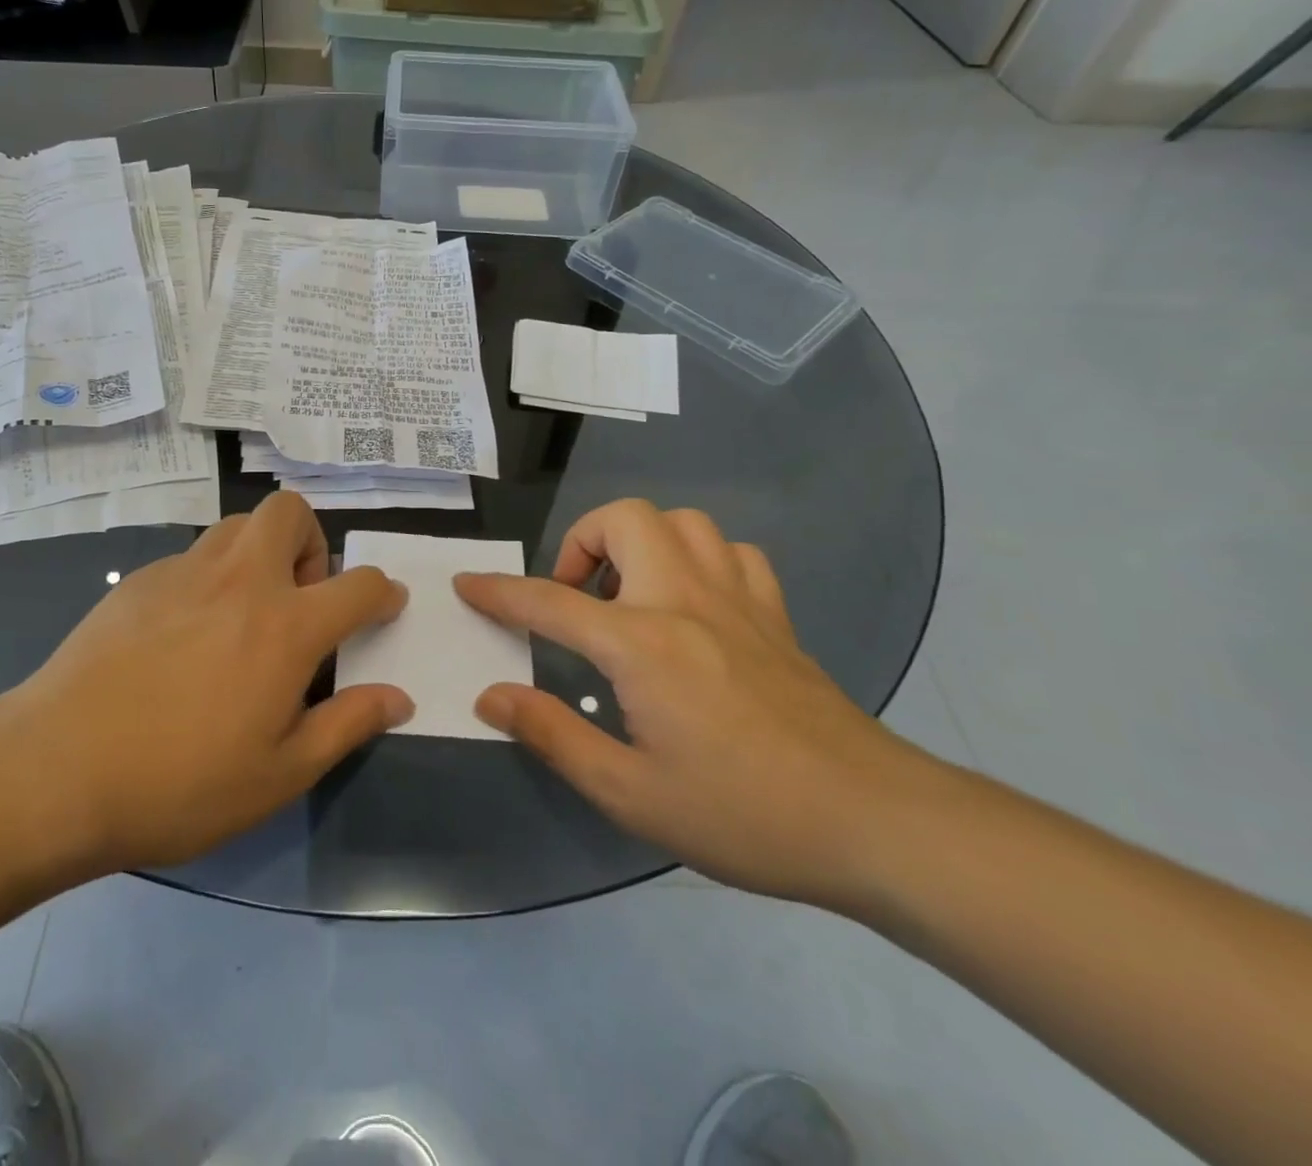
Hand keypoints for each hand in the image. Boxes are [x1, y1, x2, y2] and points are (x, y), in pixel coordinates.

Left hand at [0, 492, 412, 873]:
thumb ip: (347, 725)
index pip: (360, 584)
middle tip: (299, 598)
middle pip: (290, 511)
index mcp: (287, 625)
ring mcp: (184, 572)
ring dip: (259, 551)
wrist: (57, 770)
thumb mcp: (280, 773)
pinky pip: (192, 556)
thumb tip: (399, 699)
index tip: (384, 606)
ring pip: (237, 524)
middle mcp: (241, 580)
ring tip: (244, 612)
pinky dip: (209, 577)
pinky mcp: (139, 580)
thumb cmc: (181, 783)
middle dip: (311, 541)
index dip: (383, 592)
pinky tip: (183, 635)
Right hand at [455, 501, 929, 908]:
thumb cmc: (742, 813)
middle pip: (625, 519)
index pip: (549, 601)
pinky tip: (691, 604)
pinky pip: (731, 553)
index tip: (467, 585)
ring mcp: (738, 600)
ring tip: (626, 595)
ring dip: (640, 542)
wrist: (875, 823)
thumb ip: (552, 735)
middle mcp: (685, 600)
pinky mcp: (776, 615)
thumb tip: (492, 696)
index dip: (499, 591)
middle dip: (580, 542)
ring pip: (682, 521)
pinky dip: (698, 560)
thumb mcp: (629, 792)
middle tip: (574, 598)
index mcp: (641, 643)